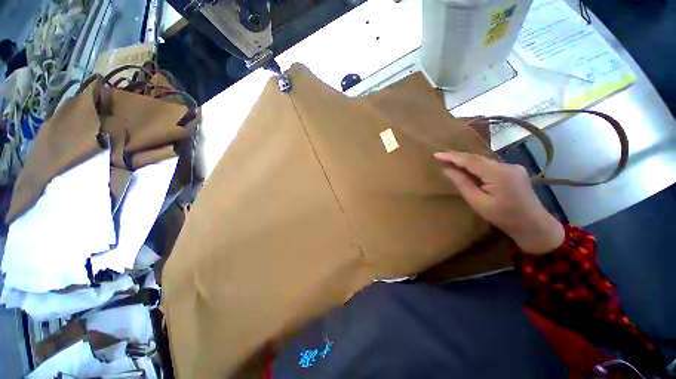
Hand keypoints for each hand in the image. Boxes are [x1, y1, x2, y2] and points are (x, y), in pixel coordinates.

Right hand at [435, 151, 563, 253]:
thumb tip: (447, 170)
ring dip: (466, 161)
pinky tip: (468, 168)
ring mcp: (513, 167)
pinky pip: (490, 165)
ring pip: (484, 160)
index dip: (452, 156)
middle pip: (478, 158)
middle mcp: (507, 166)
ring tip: (450, 161)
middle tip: (441, 157)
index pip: (471, 160)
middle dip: (458, 157)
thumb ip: (462, 184)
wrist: (533, 225)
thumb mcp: (478, 202)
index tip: (436, 155)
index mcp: (499, 174)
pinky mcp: (514, 171)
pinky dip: (476, 165)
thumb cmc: (503, 217)